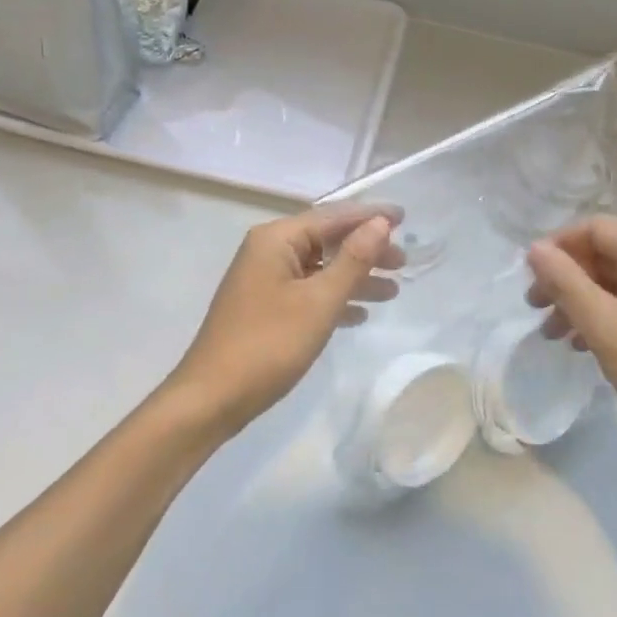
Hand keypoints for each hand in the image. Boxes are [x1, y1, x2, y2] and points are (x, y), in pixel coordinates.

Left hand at [166, 205, 400, 437]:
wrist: (210, 400)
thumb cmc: (268, 345)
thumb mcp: (319, 301)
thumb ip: (353, 260)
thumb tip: (380, 223)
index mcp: (277, 239)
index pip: (333, 216)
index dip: (370, 216)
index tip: (405, 217)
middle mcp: (268, 250)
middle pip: (327, 240)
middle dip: (366, 250)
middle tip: (403, 262)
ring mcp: (264, 279)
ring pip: (319, 268)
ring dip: (354, 277)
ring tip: (392, 290)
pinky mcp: (263, 306)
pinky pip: (307, 290)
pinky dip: (334, 297)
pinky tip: (359, 314)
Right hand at [527, 216, 616, 488]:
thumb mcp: (606, 328)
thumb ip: (566, 284)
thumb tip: (535, 249)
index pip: (597, 228)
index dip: (559, 244)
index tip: (530, 274)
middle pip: (606, 252)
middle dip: (566, 276)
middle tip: (534, 305)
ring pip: (615, 280)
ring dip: (580, 299)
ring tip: (552, 332)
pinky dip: (602, 315)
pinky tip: (583, 345)